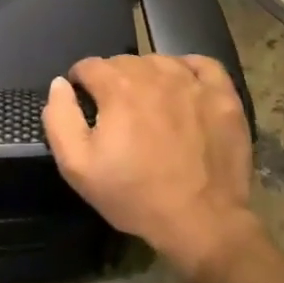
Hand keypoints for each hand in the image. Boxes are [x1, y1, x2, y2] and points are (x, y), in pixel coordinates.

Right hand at [42, 54, 256, 278]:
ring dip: (146, 76)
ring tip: (147, 106)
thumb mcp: (77, 166)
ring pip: (159, 61)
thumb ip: (60, 118)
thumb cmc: (134, 195)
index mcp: (118, 88)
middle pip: (123, 62)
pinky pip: (202, 65)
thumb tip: (59, 84)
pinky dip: (186, 70)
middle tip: (115, 115)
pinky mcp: (224, 96)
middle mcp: (155, 74)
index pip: (88, 66)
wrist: (202, 221)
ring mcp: (194, 83)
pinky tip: (182, 88)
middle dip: (112, 81)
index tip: (84, 107)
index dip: (80, 84)